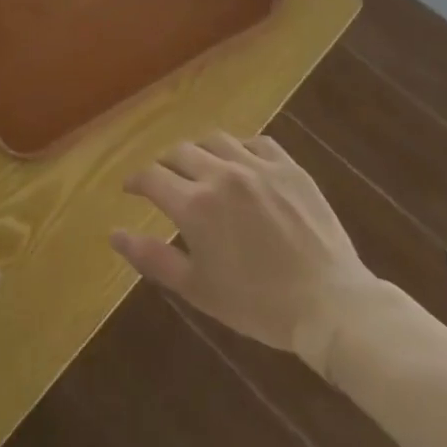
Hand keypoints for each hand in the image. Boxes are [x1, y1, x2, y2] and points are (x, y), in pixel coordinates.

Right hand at [111, 133, 385, 373]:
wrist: (332, 305)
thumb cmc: (258, 305)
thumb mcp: (198, 288)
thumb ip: (152, 257)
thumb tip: (114, 234)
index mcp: (194, 205)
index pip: (151, 177)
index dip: (136, 182)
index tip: (131, 189)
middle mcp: (220, 175)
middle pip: (179, 153)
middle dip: (165, 165)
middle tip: (165, 181)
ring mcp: (257, 167)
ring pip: (215, 140)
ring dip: (200, 151)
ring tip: (201, 167)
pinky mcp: (289, 167)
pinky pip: (256, 142)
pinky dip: (240, 148)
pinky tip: (241, 163)